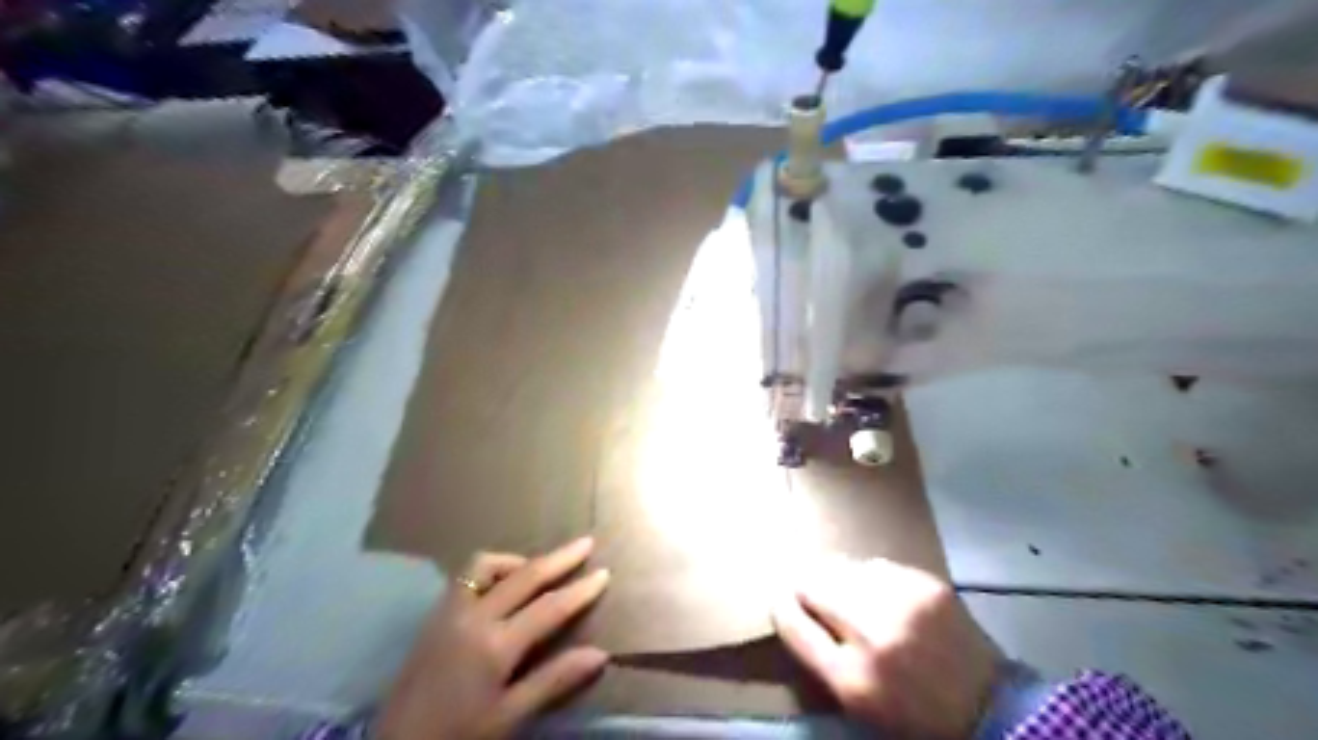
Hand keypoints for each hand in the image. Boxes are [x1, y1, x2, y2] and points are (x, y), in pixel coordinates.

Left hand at [379, 537, 608, 739]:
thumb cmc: (458, 735)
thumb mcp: (508, 717)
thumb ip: (553, 681)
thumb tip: (601, 654)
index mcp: (495, 646)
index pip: (549, 608)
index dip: (580, 590)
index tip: (603, 573)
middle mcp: (473, 617)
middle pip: (524, 575)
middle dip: (558, 558)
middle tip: (585, 543)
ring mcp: (450, 611)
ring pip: (486, 565)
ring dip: (518, 560)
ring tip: (539, 569)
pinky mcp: (435, 614)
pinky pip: (466, 575)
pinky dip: (492, 569)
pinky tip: (501, 585)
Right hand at [773, 558, 999, 735]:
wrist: (990, 707)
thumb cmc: (910, 712)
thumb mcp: (855, 700)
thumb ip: (817, 653)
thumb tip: (789, 603)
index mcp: (851, 678)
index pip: (792, 623)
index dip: (781, 607)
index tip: (780, 599)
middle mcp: (873, 634)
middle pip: (812, 583)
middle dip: (807, 586)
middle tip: (812, 592)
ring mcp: (903, 603)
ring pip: (841, 566)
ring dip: (837, 578)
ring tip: (850, 593)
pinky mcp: (927, 583)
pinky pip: (875, 565)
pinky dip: (869, 577)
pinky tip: (883, 594)